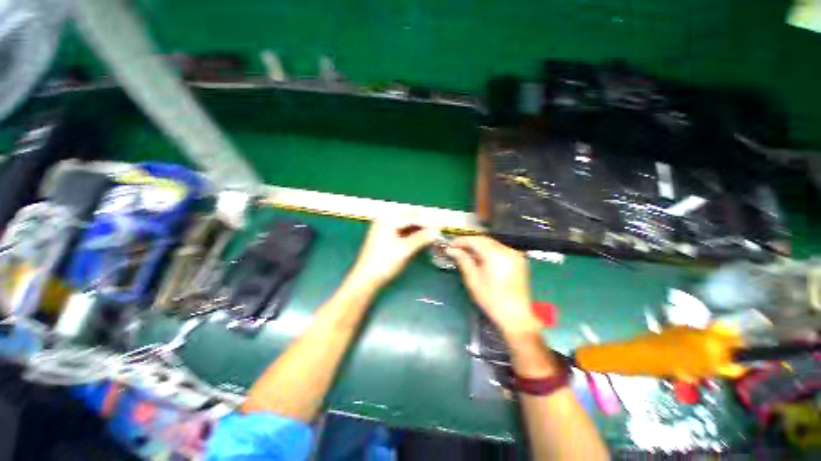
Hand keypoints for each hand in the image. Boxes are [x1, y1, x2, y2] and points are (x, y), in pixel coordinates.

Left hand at [350, 217, 437, 286]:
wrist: (366, 279)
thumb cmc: (384, 262)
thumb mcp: (404, 250)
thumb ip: (421, 238)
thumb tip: (437, 231)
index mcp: (388, 219)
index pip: (412, 217)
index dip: (427, 222)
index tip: (440, 226)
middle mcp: (385, 220)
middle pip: (408, 218)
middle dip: (423, 223)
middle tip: (437, 228)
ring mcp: (383, 228)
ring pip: (405, 224)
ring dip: (418, 228)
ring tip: (431, 234)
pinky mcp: (384, 237)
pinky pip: (401, 231)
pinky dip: (411, 234)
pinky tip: (419, 238)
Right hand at [447, 236, 541, 337]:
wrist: (515, 316)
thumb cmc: (491, 299)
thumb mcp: (473, 279)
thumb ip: (463, 260)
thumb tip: (451, 250)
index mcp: (496, 255)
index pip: (475, 240)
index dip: (461, 241)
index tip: (451, 245)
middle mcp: (507, 250)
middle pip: (484, 240)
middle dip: (470, 242)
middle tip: (457, 249)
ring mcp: (515, 255)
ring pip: (493, 244)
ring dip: (479, 246)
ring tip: (466, 253)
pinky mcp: (519, 260)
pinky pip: (500, 249)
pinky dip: (489, 251)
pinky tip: (481, 258)